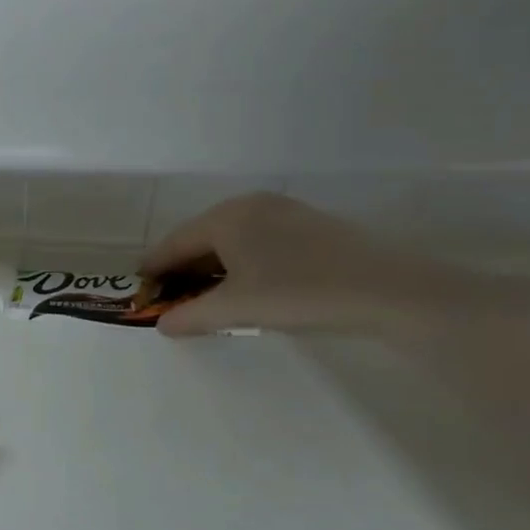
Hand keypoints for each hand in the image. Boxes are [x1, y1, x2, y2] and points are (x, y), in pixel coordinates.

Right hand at [145, 192, 466, 337]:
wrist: (388, 290)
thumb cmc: (298, 292)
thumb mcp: (236, 309)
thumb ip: (191, 316)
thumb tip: (161, 325)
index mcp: (226, 217)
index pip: (175, 242)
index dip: (155, 267)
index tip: (140, 288)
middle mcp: (250, 205)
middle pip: (201, 236)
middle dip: (182, 267)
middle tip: (170, 295)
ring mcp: (283, 211)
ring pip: (231, 238)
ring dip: (212, 265)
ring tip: (204, 294)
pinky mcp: (310, 225)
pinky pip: (257, 240)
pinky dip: (240, 261)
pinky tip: (246, 284)